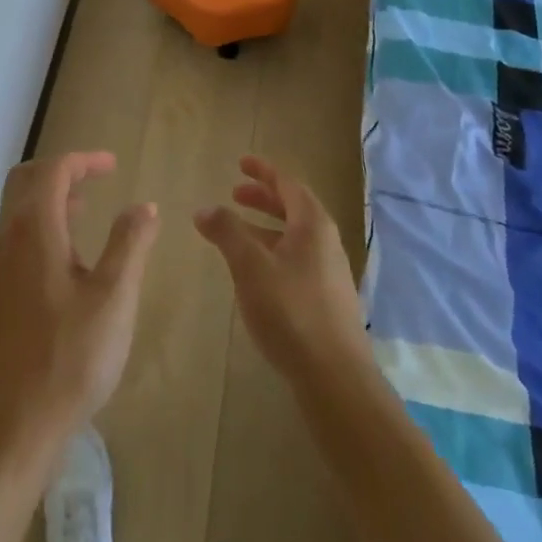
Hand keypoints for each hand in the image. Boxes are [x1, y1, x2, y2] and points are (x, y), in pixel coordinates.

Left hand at [0, 153, 159, 463]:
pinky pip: (14, 235)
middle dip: (61, 171)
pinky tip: (66, 256)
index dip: (84, 161)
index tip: (114, 165)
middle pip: (26, 180)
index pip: (53, 171)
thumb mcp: (114, 298)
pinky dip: (39, 224)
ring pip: (17, 208)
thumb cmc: (70, 358)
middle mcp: (7, 237)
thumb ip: (130, 244)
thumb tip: (143, 205)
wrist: (13, 424)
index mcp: (34, 229)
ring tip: (85, 208)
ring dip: (49, 197)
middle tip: (95, 178)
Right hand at [195, 156, 370, 388]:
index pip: (288, 184)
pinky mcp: (326, 301)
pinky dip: (273, 251)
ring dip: (266, 227)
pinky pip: (296, 260)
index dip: (263, 171)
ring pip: (294, 237)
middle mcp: (326, 243)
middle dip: (263, 198)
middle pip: (293, 208)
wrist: (336, 379)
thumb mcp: (250, 266)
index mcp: (313, 225)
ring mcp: (329, 273)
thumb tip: (205, 208)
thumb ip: (227, 232)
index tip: (241, 163)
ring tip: (237, 232)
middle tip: (234, 194)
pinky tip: (255, 272)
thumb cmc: (291, 311)